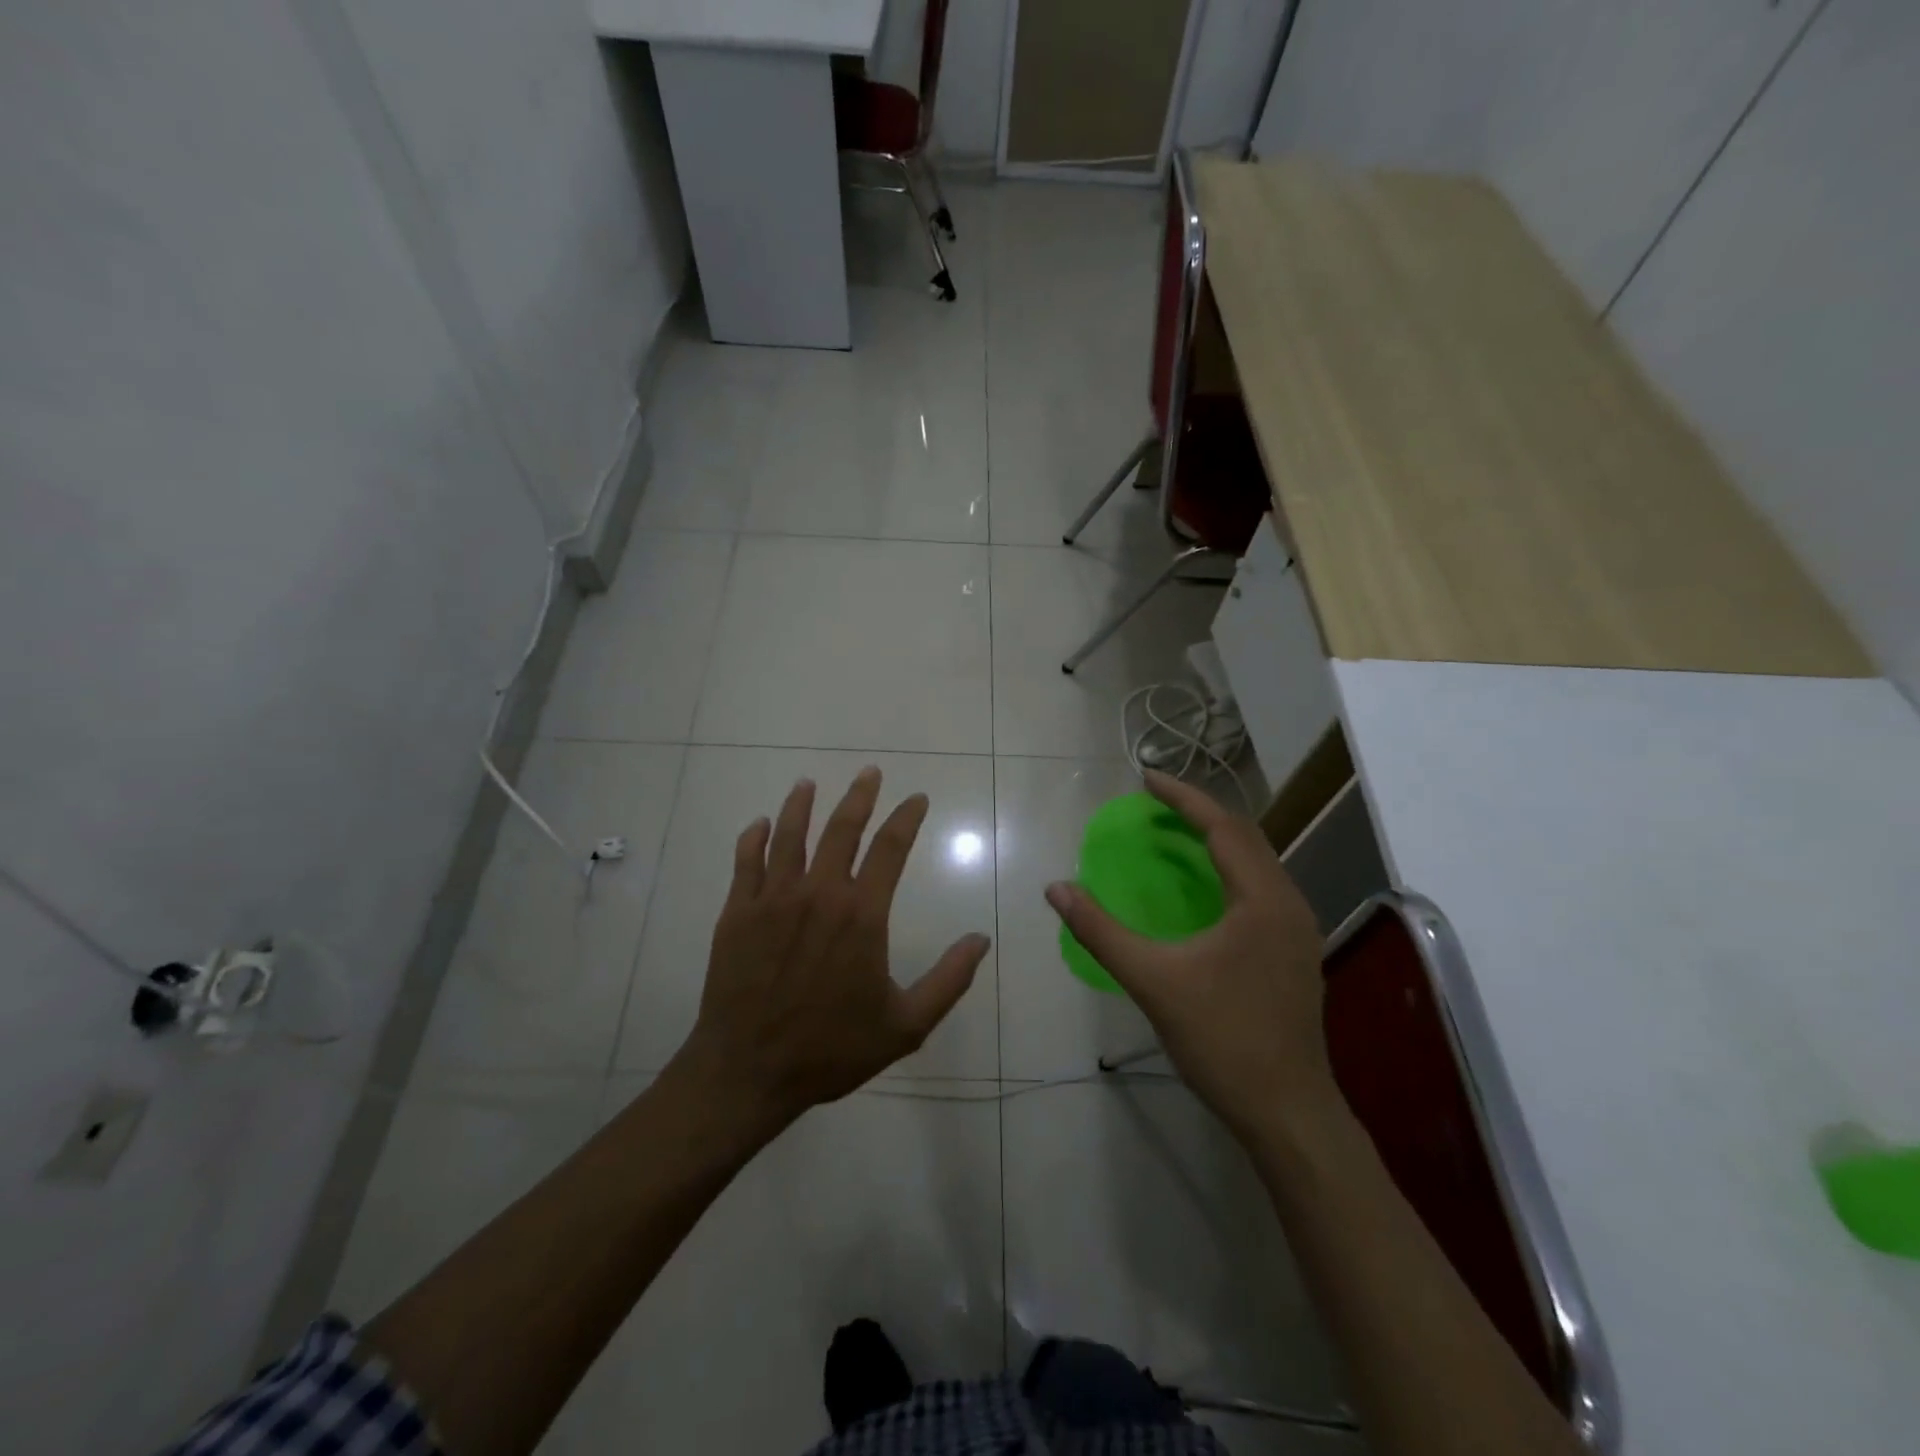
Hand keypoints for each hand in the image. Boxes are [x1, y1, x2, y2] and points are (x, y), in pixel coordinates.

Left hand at [677, 767, 990, 1132]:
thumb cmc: (831, 1049)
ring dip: (802, 804)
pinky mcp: (737, 912)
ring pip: (790, 835)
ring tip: (808, 783)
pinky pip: (746, 861)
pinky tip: (761, 824)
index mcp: (862, 914)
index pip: (890, 848)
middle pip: (842, 828)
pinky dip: (755, 837)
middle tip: (869, 772)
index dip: (906, 818)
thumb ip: (948, 979)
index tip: (916, 798)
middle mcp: (819, 893)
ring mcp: (773, 899)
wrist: (748, 1071)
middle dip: (860, 796)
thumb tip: (981, 939)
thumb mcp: (905, 1025)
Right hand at [1045, 770, 1337, 1141]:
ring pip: (1256, 863)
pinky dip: (1226, 871)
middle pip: (1245, 837)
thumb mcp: (1153, 981)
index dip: (1183, 798)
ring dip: (1216, 841)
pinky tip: (1201, 888)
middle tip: (1154, 804)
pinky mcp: (1292, 952)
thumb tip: (1057, 889)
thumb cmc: (1222, 1040)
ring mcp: (1296, 930)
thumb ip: (1101, 931)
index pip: (1223, 827)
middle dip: (1199, 813)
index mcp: (1263, 900)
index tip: (1145, 778)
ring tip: (1173, 836)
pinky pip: (1259, 888)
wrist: (1287, 1112)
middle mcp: (1288, 903)